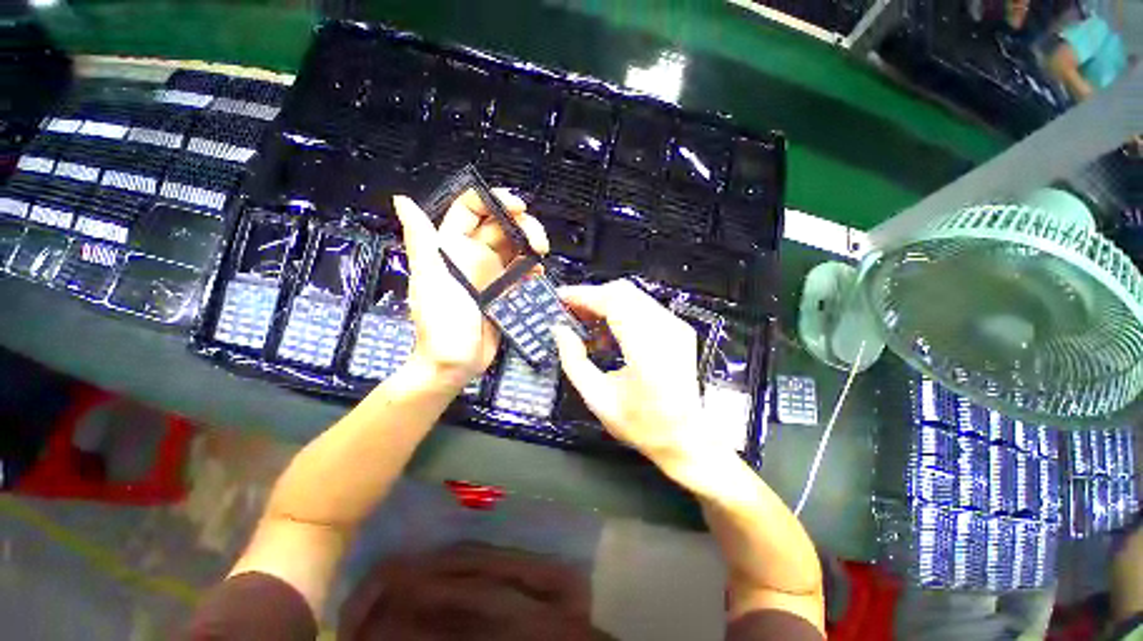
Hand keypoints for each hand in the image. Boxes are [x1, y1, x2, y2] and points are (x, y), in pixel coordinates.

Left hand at [392, 190, 548, 388]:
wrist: (455, 364)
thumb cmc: (440, 323)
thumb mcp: (430, 279)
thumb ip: (421, 240)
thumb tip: (401, 200)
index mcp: (452, 247)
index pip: (472, 210)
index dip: (494, 200)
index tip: (518, 207)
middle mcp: (474, 256)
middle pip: (502, 225)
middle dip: (522, 224)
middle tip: (538, 241)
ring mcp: (492, 275)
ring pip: (516, 246)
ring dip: (532, 245)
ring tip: (541, 255)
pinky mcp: (506, 292)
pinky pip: (523, 272)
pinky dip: (533, 269)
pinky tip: (538, 274)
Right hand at [552, 280, 710, 469]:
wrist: (689, 438)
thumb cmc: (643, 425)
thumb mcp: (598, 399)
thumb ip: (573, 361)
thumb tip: (559, 330)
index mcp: (647, 349)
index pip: (613, 302)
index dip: (583, 295)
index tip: (560, 298)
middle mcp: (666, 329)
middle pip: (623, 292)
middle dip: (592, 296)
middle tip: (570, 310)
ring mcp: (676, 326)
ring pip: (633, 296)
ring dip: (606, 302)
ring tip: (585, 320)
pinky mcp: (679, 328)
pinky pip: (644, 306)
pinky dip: (621, 310)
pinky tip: (608, 330)